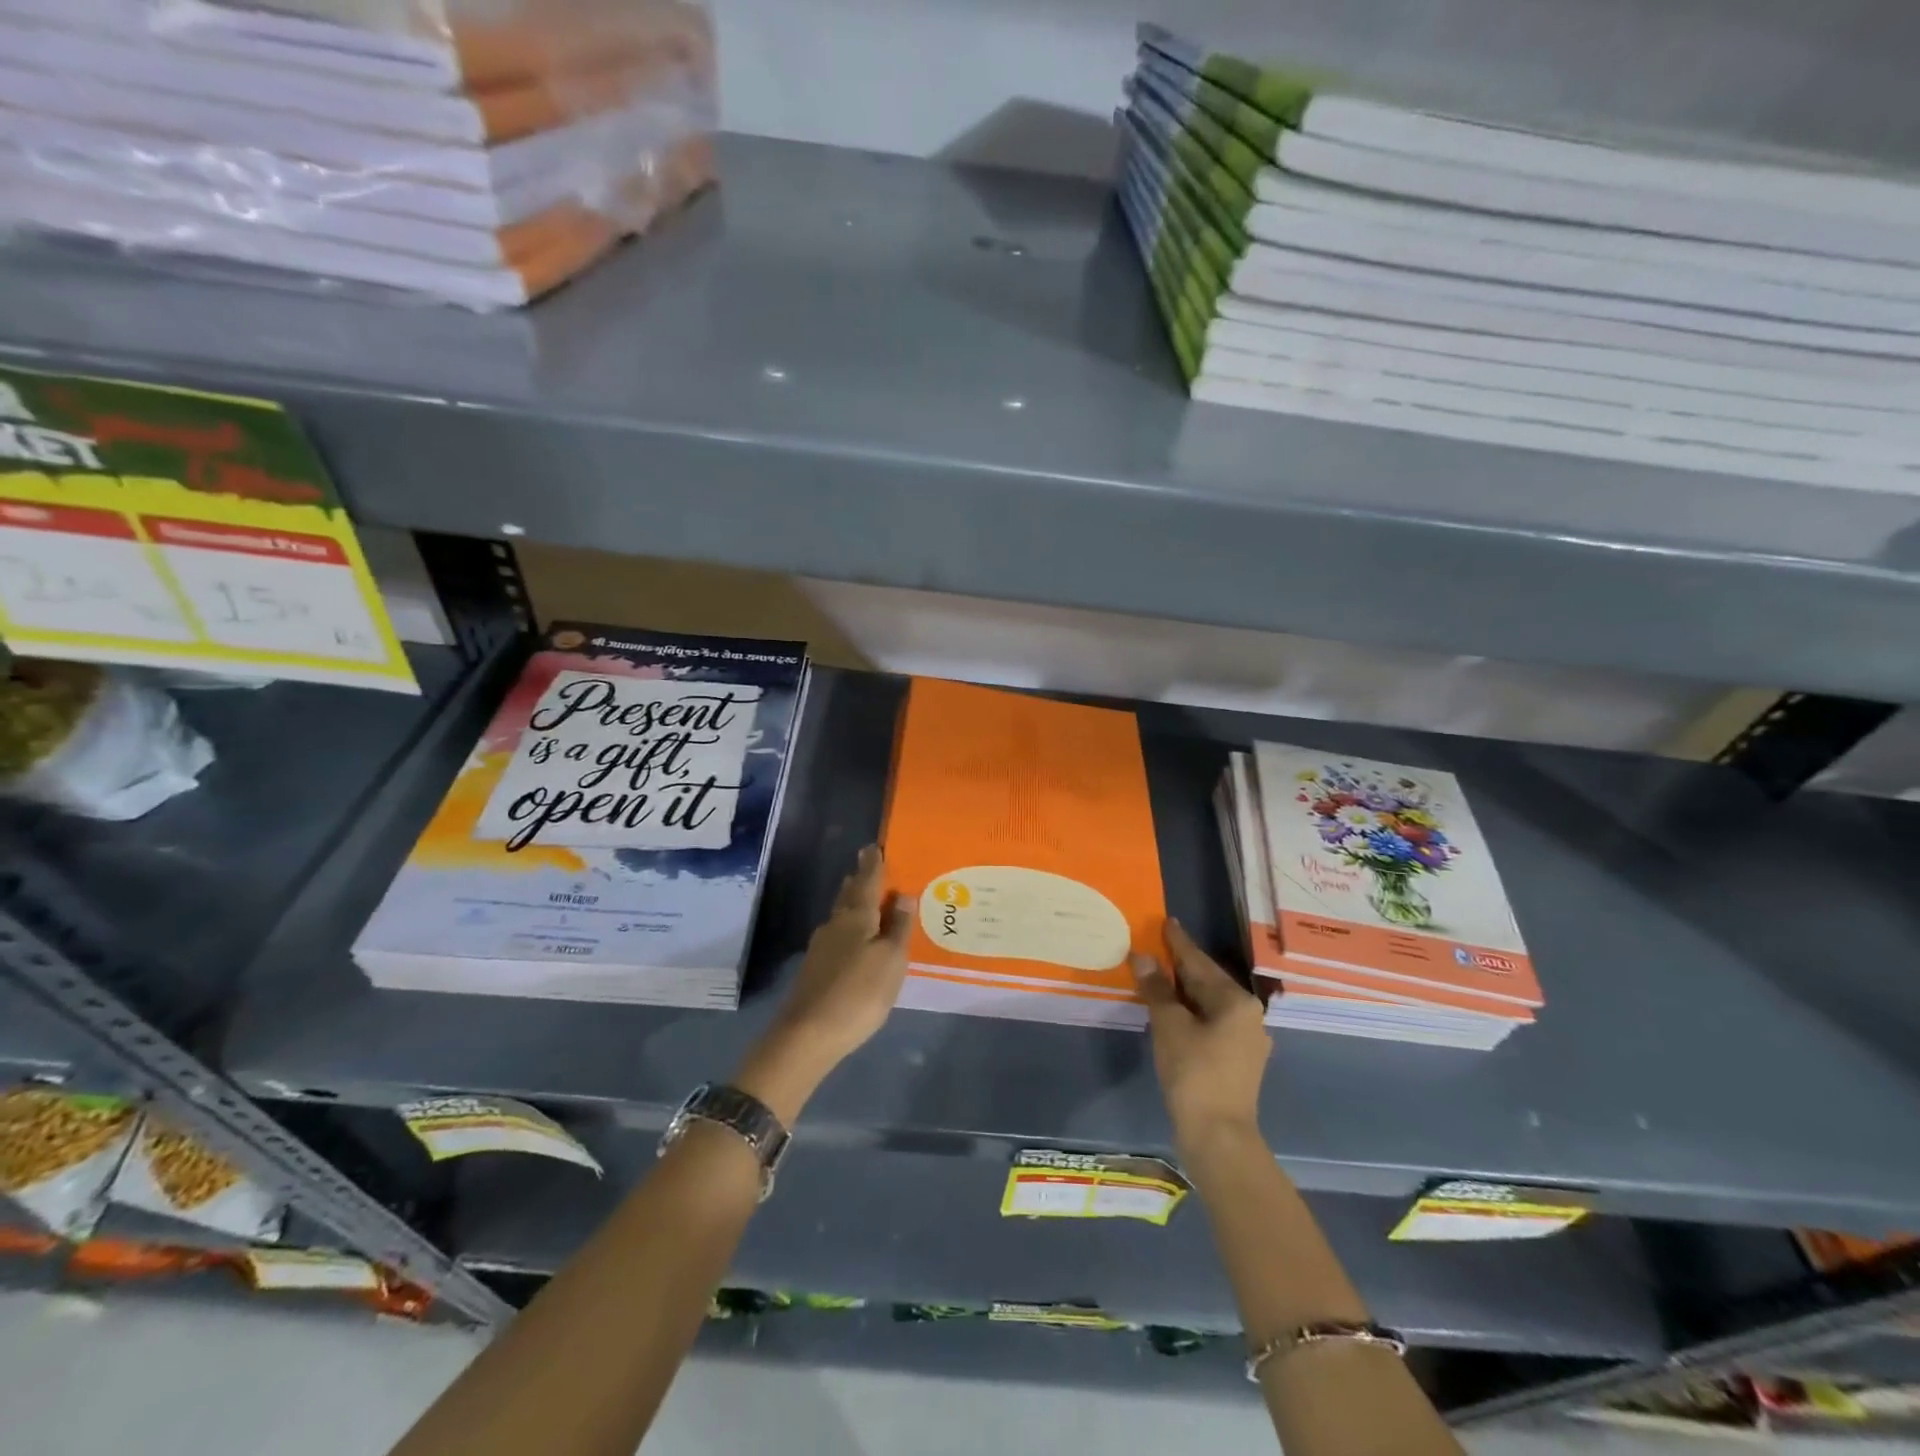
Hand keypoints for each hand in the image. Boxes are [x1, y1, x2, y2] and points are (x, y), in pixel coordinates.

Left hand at [733, 845, 911, 1122]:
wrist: (808, 1035)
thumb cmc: (859, 993)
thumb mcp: (891, 961)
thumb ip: (898, 927)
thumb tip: (903, 895)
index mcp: (856, 916)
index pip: (866, 880)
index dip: (872, 864)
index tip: (873, 847)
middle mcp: (835, 924)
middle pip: (849, 895)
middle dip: (860, 881)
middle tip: (872, 868)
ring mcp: (821, 946)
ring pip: (841, 915)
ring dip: (854, 904)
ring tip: (868, 900)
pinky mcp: (815, 967)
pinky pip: (838, 935)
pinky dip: (850, 928)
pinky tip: (856, 939)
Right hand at [1132, 919, 1271, 1149]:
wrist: (1219, 1137)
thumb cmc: (1194, 1074)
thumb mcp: (1170, 1026)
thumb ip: (1157, 989)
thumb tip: (1143, 956)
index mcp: (1236, 1001)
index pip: (1200, 962)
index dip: (1179, 943)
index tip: (1167, 922)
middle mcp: (1248, 1015)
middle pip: (1208, 981)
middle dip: (1181, 966)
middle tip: (1157, 946)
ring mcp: (1246, 1040)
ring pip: (1210, 1004)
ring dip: (1184, 991)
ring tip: (1160, 975)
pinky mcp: (1238, 1061)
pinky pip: (1211, 1023)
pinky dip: (1191, 1012)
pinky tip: (1173, 1012)